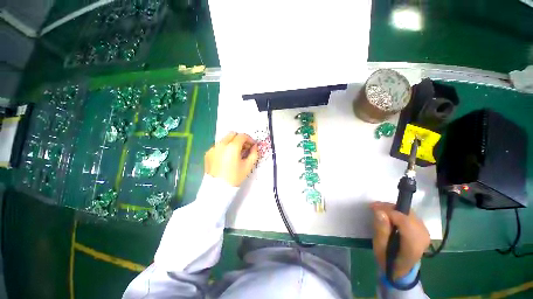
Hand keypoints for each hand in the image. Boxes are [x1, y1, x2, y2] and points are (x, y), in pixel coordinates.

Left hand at [204, 132, 258, 186]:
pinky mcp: (208, 153)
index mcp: (232, 147)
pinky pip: (218, 146)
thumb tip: (255, 146)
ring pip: (225, 139)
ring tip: (236, 153)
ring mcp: (213, 148)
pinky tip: (227, 157)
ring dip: (232, 142)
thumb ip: (254, 154)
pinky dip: (224, 148)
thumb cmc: (235, 177)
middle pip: (232, 134)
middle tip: (244, 147)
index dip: (249, 139)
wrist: (217, 189)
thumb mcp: (248, 166)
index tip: (252, 145)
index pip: (242, 136)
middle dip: (240, 139)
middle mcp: (221, 144)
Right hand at [370, 202, 429, 279]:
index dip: (388, 211)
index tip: (373, 207)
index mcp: (412, 245)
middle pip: (407, 215)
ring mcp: (425, 233)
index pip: (404, 221)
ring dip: (393, 209)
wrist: (401, 269)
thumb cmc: (387, 259)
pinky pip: (411, 215)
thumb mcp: (379, 248)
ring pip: (409, 213)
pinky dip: (399, 212)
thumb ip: (381, 230)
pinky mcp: (423, 229)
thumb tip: (379, 211)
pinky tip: (389, 215)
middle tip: (375, 207)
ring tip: (380, 210)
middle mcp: (423, 237)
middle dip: (390, 208)